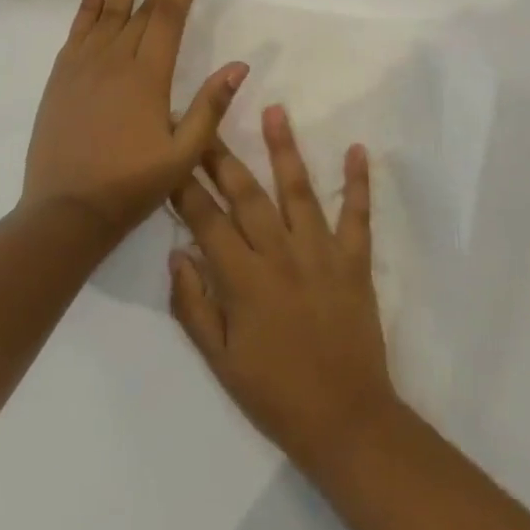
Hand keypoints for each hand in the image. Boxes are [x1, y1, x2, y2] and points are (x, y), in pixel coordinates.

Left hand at [24, 0, 247, 239]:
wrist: (66, 211)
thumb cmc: (131, 185)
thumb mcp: (183, 154)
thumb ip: (210, 107)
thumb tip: (239, 65)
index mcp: (148, 76)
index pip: (168, 15)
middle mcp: (114, 60)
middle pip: (142, 6)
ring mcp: (83, 66)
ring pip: (107, 11)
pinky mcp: (61, 78)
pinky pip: (77, 31)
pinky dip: (86, 7)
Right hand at [169, 106, 398, 470]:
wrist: (345, 419)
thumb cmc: (275, 394)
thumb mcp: (220, 361)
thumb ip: (194, 307)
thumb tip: (177, 255)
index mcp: (243, 280)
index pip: (206, 221)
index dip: (184, 187)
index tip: (171, 154)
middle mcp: (280, 255)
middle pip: (246, 195)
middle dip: (222, 156)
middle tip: (207, 119)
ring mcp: (321, 253)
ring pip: (299, 191)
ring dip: (285, 149)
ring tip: (275, 110)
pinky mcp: (355, 260)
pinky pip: (357, 215)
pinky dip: (358, 182)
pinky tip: (357, 149)